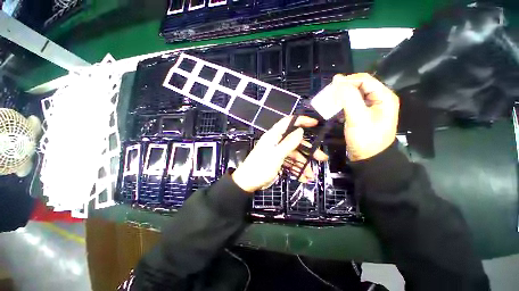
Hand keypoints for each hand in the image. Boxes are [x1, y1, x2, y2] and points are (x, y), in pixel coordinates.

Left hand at [232, 116, 327, 192]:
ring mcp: (278, 152)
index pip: (288, 122)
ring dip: (304, 164)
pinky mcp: (278, 161)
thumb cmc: (260, 168)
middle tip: (322, 158)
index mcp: (274, 136)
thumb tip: (300, 131)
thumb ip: (288, 143)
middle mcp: (276, 142)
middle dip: (309, 150)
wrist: (248, 183)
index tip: (315, 123)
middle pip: (296, 142)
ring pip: (295, 155)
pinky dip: (297, 169)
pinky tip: (303, 178)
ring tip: (311, 175)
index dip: (301, 121)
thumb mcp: (276, 155)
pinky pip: (290, 163)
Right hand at [331, 73, 399, 161]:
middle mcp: (379, 99)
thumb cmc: (365, 138)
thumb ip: (349, 98)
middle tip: (330, 93)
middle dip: (344, 88)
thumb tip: (337, 80)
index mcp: (384, 96)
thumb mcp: (357, 117)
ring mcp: (371, 107)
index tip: (331, 86)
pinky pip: (352, 104)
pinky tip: (335, 108)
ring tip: (330, 100)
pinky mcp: (364, 115)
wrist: (369, 158)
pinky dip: (343, 104)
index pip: (365, 80)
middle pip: (360, 86)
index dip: (348, 80)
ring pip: (355, 95)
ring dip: (342, 96)